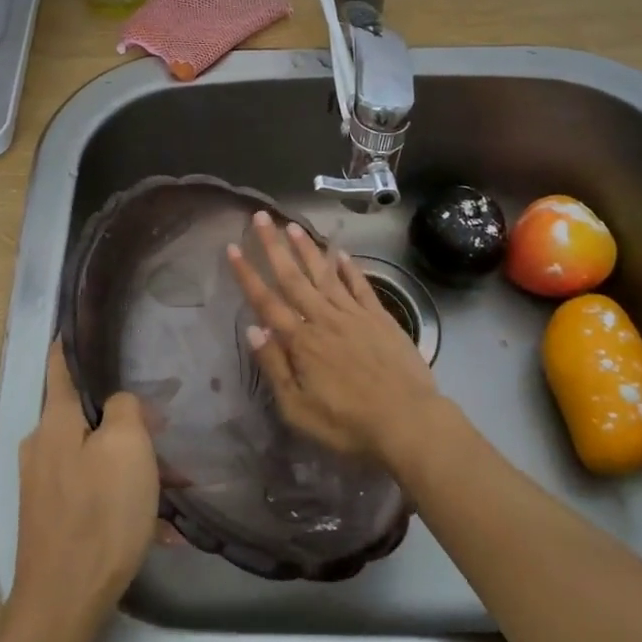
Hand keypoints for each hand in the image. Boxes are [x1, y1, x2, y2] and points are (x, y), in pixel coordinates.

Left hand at [11, 342, 160, 628]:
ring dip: (132, 464)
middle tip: (164, 428)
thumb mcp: (126, 445)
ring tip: (174, 484)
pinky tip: (158, 524)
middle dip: (125, 418)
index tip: (84, 322)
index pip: (60, 364)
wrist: (64, 600)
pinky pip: (94, 491)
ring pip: (95, 455)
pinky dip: (123, 497)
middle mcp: (41, 446)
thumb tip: (119, 404)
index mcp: (55, 421)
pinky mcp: (52, 516)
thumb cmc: (100, 512)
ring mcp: (44, 484)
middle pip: (86, 414)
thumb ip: (123, 408)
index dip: (71, 340)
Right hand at [227, 211, 440, 466]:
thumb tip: (253, 328)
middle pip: (293, 277)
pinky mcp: (380, 318)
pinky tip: (340, 253)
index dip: (247, 274)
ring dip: (307, 248)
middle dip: (274, 246)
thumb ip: (274, 366)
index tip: (233, 247)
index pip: (266, 301)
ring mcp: (354, 315)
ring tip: (293, 225)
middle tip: (261, 217)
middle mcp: (324, 318)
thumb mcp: (298, 409)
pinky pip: (360, 285)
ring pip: (325, 274)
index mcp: (301, 341)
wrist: (407, 421)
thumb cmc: (347, 424)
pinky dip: (349, 268)